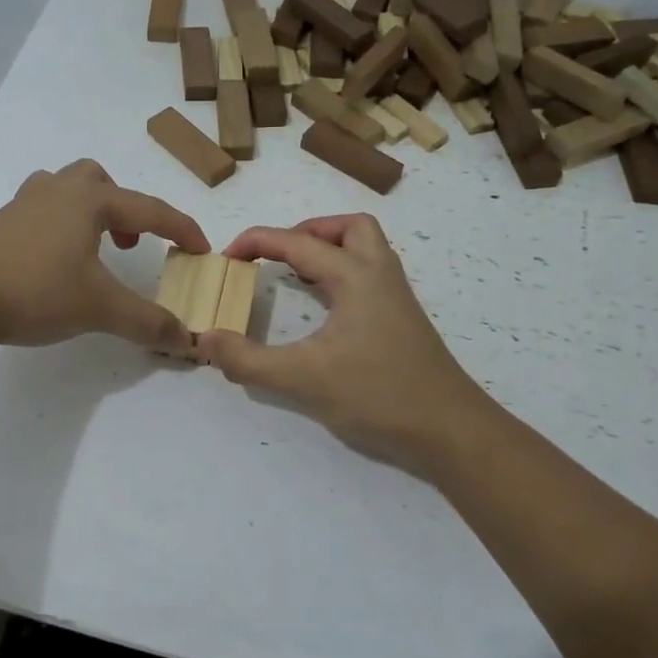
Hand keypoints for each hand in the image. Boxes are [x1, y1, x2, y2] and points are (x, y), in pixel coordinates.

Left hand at [0, 160, 208, 353]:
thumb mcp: (99, 309)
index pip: (150, 209)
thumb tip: (188, 340)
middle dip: (124, 208)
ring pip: (64, 190)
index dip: (181, 228)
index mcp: (89, 201)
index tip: (202, 249)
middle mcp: (56, 192)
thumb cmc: (34, 290)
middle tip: (130, 244)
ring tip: (93, 250)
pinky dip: (58, 229)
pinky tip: (52, 265)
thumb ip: (148, 322)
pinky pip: (39, 212)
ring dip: (88, 213)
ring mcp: (21, 206)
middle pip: (99, 181)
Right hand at [196, 214, 492, 473]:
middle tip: (277, 258)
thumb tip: (206, 340)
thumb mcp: (304, 379)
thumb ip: (249, 361)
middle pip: (349, 228)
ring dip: (329, 250)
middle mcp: (380, 275)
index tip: (226, 256)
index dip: (258, 242)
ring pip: (365, 249)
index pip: (298, 241)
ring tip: (296, 276)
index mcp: (356, 276)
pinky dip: (342, 275)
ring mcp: (396, 298)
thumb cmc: (380, 395)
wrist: (451, 430)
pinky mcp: (403, 321)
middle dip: (307, 232)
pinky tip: (324, 310)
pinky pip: (369, 276)